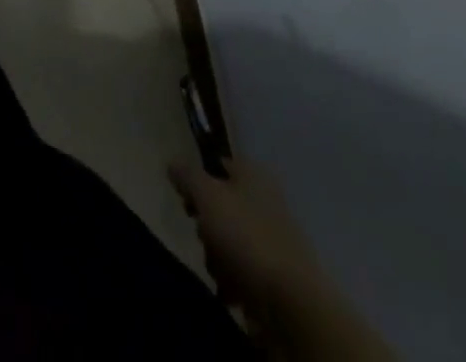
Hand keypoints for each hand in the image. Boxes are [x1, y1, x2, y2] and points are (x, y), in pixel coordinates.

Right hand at [168, 157, 325, 312]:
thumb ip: (186, 175)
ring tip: (219, 269)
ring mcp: (273, 238)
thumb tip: (173, 164)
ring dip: (216, 256)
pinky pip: (244, 269)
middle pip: (221, 205)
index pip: (217, 165)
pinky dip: (233, 279)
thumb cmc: (245, 236)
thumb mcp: (206, 195)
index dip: (197, 179)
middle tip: (203, 236)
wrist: (292, 302)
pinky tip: (231, 290)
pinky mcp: (276, 274)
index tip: (186, 200)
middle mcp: (265, 200)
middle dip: (205, 225)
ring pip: (229, 239)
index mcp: (253, 174)